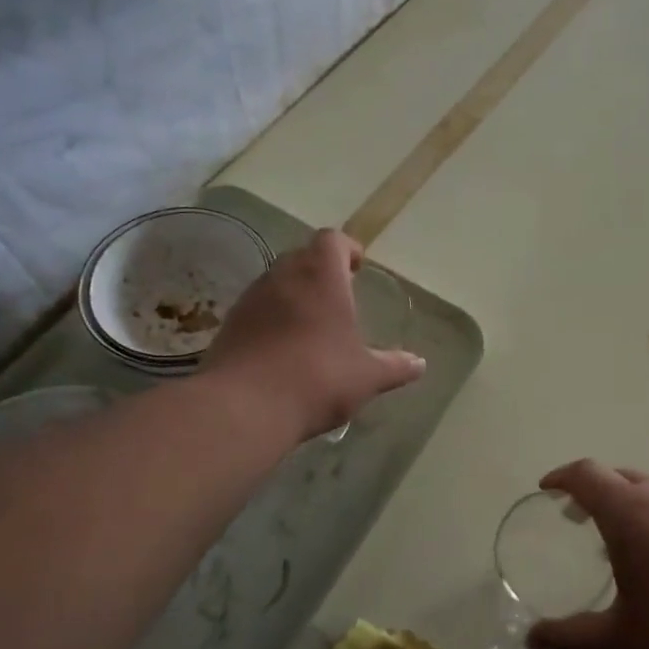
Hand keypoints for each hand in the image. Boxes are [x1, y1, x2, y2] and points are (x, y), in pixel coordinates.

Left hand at [206, 229, 424, 439]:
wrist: (244, 408)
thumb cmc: (318, 378)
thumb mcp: (367, 376)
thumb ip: (395, 366)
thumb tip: (419, 364)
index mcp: (321, 277)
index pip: (332, 240)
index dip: (347, 248)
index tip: (358, 267)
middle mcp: (283, 277)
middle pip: (302, 257)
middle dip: (321, 271)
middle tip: (339, 296)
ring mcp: (250, 300)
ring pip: (276, 282)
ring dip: (294, 295)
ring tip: (312, 325)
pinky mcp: (229, 326)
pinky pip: (257, 310)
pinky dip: (272, 319)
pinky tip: (284, 350)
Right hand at [524, 461, 648, 648]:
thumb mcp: (622, 640)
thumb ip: (573, 638)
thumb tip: (532, 641)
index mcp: (630, 512)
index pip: (586, 474)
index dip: (562, 476)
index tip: (548, 489)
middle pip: (621, 476)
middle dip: (596, 491)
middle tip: (582, 519)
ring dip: (635, 504)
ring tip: (633, 541)